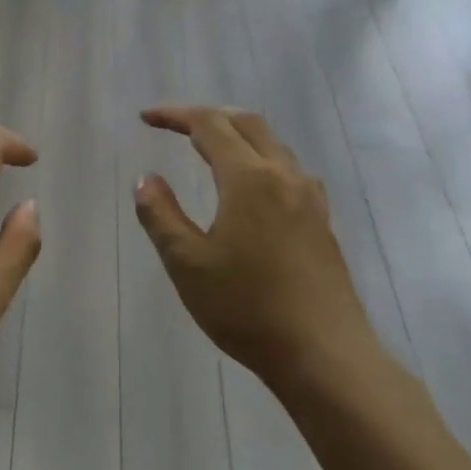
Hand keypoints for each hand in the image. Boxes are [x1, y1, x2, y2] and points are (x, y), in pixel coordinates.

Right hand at [134, 106, 378, 390]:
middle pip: (247, 123)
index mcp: (249, 178)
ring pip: (272, 144)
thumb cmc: (247, 307)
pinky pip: (288, 169)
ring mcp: (310, 198)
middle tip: (176, 126)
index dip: (175, 115)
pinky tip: (252, 187)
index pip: (209, 125)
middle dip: (209, 117)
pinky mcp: (322, 221)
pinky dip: (260, 159)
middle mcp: (284, 176)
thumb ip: (161, 215)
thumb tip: (146, 179)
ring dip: (238, 135)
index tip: (146, 119)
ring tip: (210, 148)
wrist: (323, 354)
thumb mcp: (187, 263)